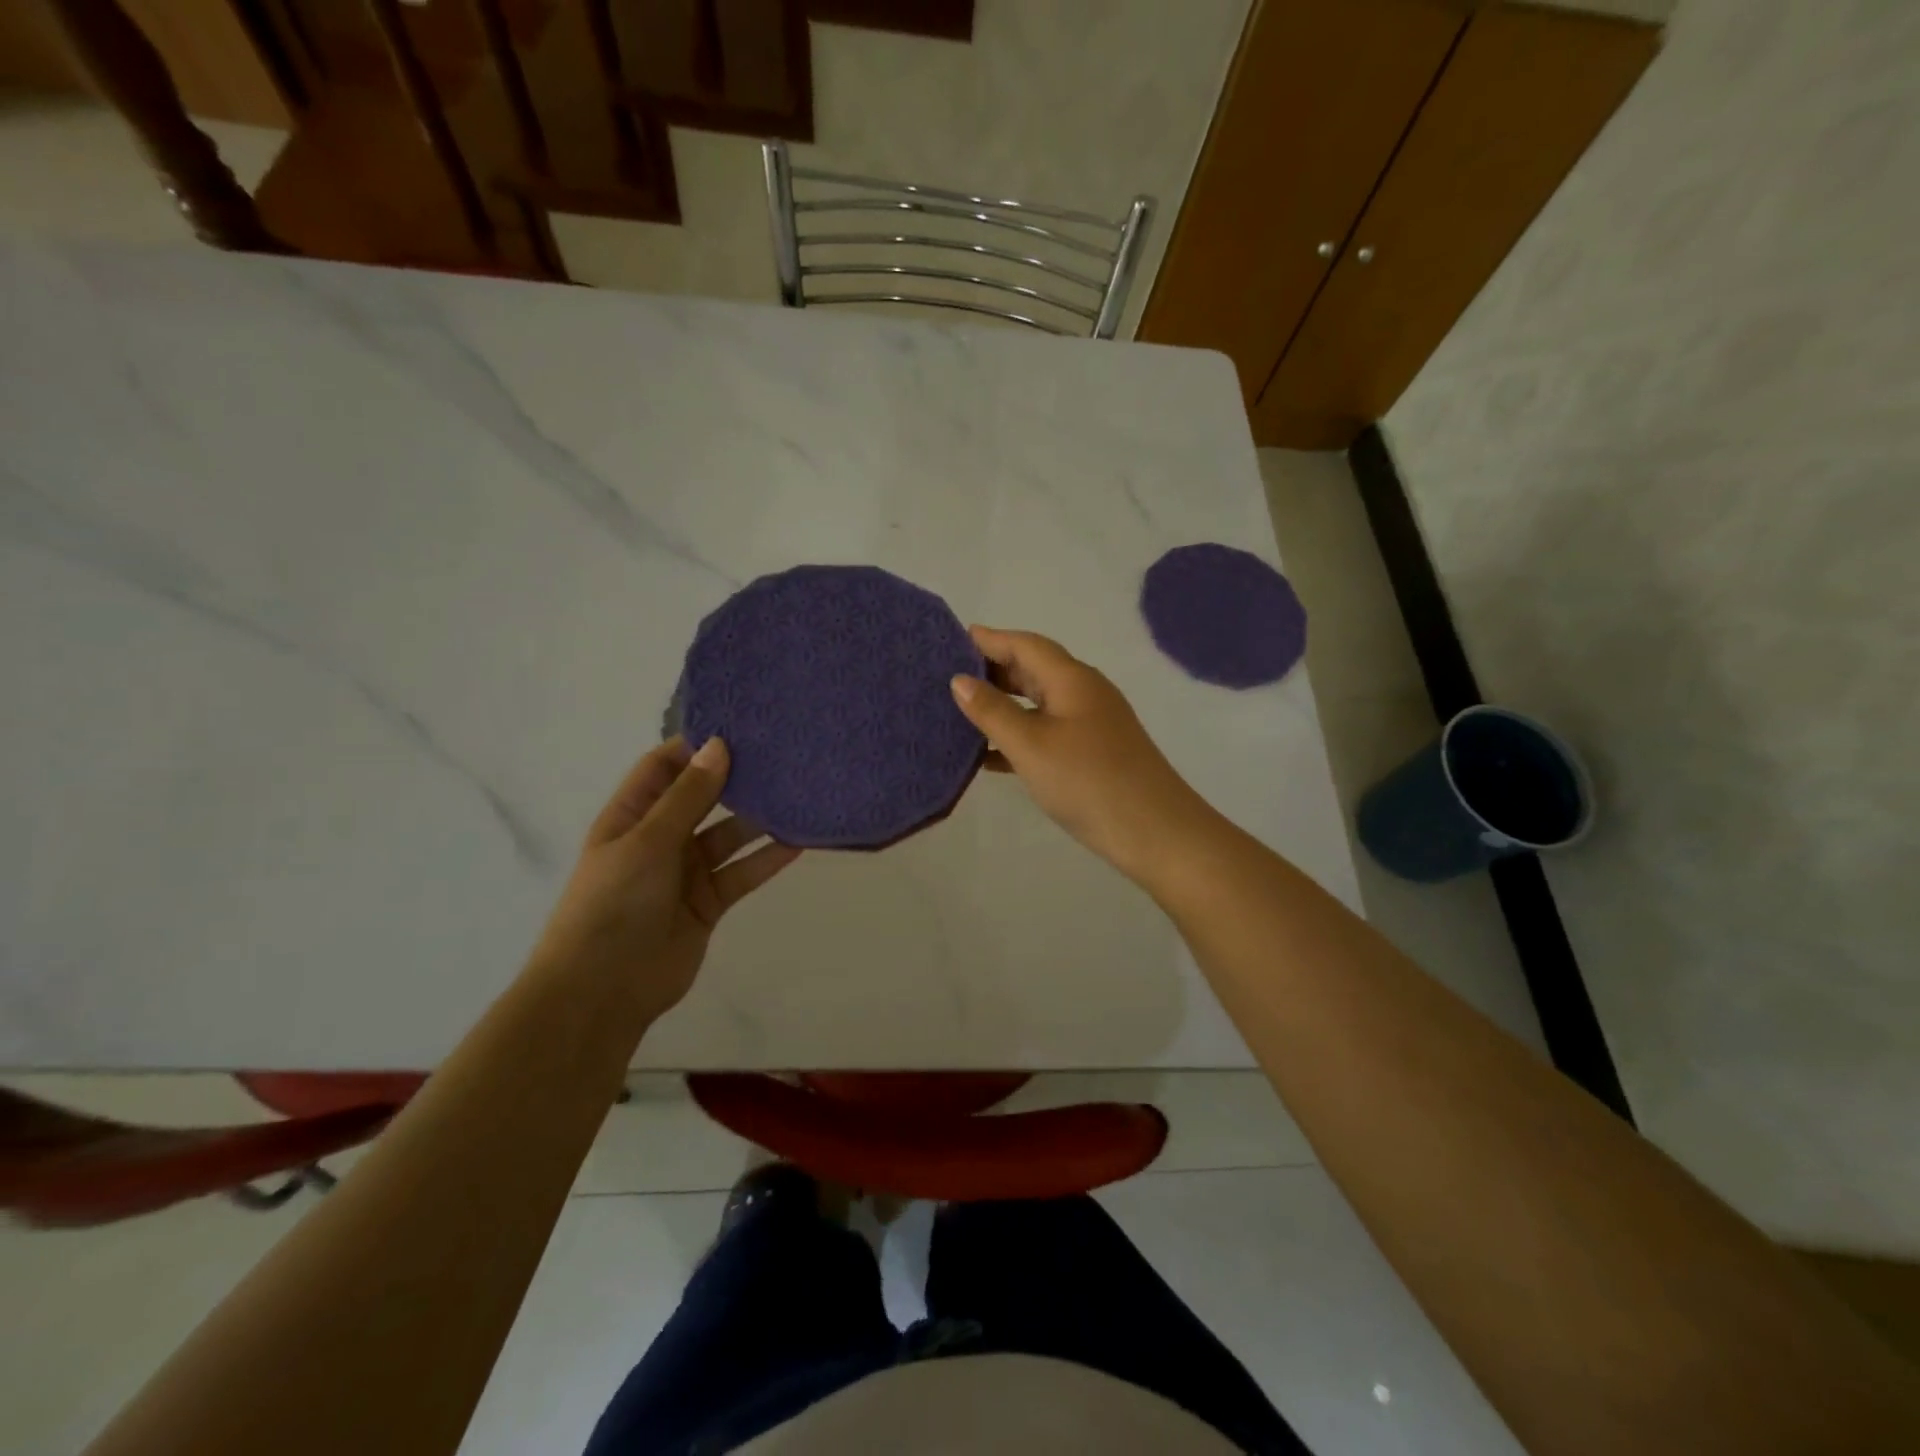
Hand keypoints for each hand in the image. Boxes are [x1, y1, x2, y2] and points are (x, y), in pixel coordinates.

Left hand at [529, 737, 800, 1024]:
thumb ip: (688, 796)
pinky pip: (743, 872)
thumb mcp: (648, 841)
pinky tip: (798, 841)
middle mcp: (660, 838)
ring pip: (729, 835)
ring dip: (758, 819)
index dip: (696, 746)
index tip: (740, 726)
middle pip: (703, 798)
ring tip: (798, 793)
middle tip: (781, 754)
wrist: (602, 990)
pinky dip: (767, 859)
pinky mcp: (710, 902)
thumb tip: (719, 745)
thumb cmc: (613, 903)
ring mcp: (687, 871)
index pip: (665, 767)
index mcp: (632, 816)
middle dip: (735, 779)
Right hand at [950, 627, 1217, 883]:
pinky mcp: (1092, 753)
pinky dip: (1018, 736)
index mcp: (1071, 679)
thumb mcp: (1031, 745)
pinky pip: (1047, 732)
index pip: (1025, 645)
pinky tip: (988, 755)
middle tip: (948, 677)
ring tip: (961, 713)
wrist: (1155, 832)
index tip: (952, 639)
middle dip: (993, 670)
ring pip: (1038, 704)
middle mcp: (1083, 692)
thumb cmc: (1088, 781)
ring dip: (1003, 705)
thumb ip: (993, 711)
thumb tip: (960, 680)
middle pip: (1033, 670)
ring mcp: (1091, 724)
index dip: (990, 639)